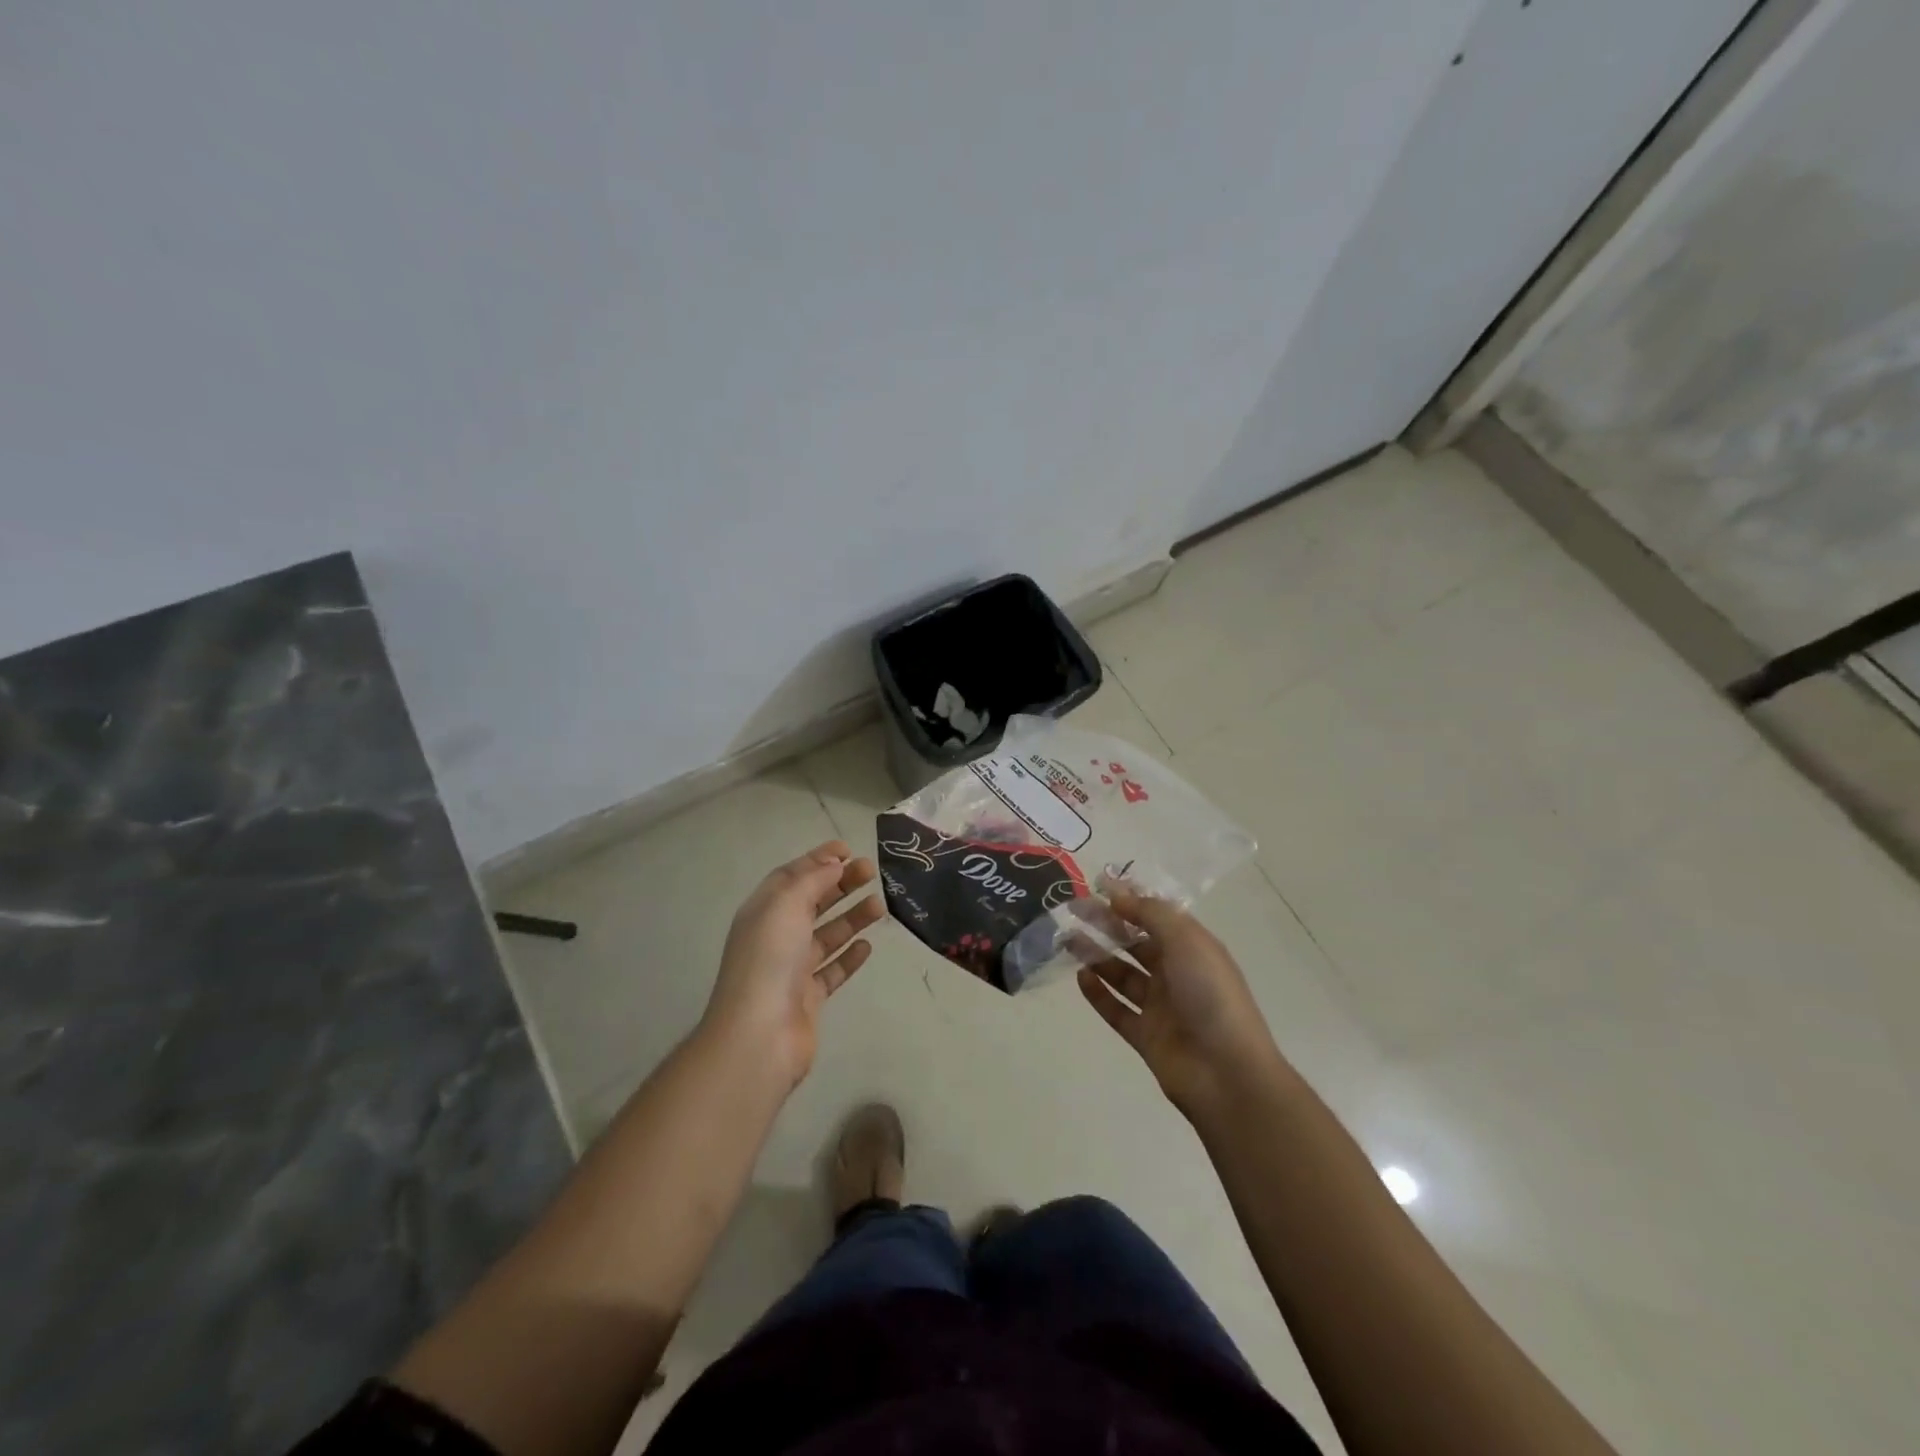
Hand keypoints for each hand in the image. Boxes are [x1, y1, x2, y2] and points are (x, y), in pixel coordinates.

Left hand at [703, 841, 885, 1090]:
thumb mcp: (787, 905)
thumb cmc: (770, 959)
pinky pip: (832, 969)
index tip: (848, 849)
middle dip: (840, 884)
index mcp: (764, 911)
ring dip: (851, 917)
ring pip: (826, 934)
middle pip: (812, 902)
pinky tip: (868, 947)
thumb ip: (812, 880)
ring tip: (880, 906)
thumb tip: (832, 864)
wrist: (760, 1035)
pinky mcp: (808, 997)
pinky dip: (849, 956)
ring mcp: (791, 969)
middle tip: (872, 871)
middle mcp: (776, 936)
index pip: (792, 876)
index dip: (818, 860)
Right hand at [1077, 889, 1285, 1118]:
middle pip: (1136, 943)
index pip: (1157, 916)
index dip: (1130, 900)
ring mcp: (1161, 1007)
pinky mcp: (1145, 1036)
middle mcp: (1177, 974)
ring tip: (1069, 940)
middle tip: (1074, 911)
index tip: (1097, 886)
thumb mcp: (1186, 941)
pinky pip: (1116, 1009)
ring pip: (1122, 974)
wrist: (1227, 1073)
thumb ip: (1150, 913)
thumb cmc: (1210, 995)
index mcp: (1193, 948)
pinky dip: (1098, 993)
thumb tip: (1117, 894)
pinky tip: (1080, 977)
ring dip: (1097, 956)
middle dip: (1107, 926)